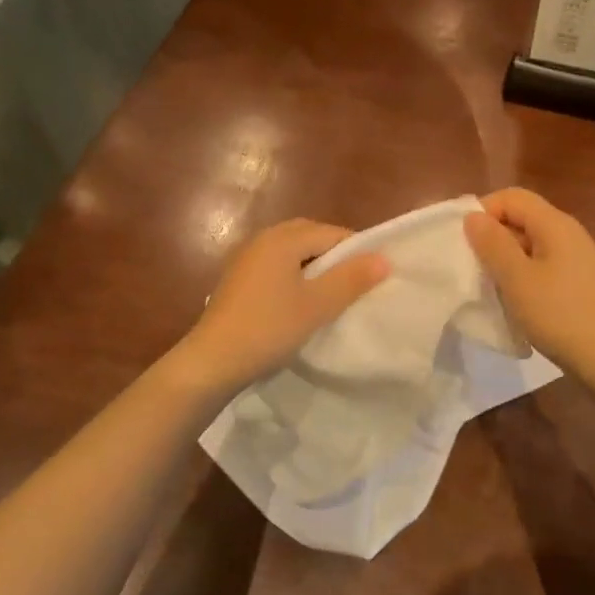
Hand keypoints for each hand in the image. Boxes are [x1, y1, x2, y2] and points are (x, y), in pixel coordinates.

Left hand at [168, 219, 388, 400]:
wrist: (211, 362)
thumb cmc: (268, 328)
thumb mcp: (317, 306)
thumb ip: (351, 279)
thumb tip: (383, 258)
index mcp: (283, 239)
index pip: (331, 233)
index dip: (356, 251)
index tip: (372, 278)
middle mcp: (262, 239)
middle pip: (310, 235)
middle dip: (334, 254)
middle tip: (353, 283)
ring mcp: (245, 258)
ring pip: (291, 250)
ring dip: (313, 265)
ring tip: (329, 294)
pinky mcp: (237, 279)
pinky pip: (275, 265)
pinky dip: (293, 274)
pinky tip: (298, 301)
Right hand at [465, 188, 594, 380]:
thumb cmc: (560, 314)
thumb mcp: (517, 279)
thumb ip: (493, 244)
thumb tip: (473, 216)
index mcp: (554, 223)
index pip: (511, 197)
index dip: (483, 211)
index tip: (464, 242)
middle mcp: (568, 233)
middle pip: (522, 218)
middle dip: (493, 238)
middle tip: (472, 268)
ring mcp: (576, 258)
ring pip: (530, 245)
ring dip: (506, 260)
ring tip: (490, 287)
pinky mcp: (578, 281)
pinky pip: (542, 265)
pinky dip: (523, 276)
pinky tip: (516, 302)